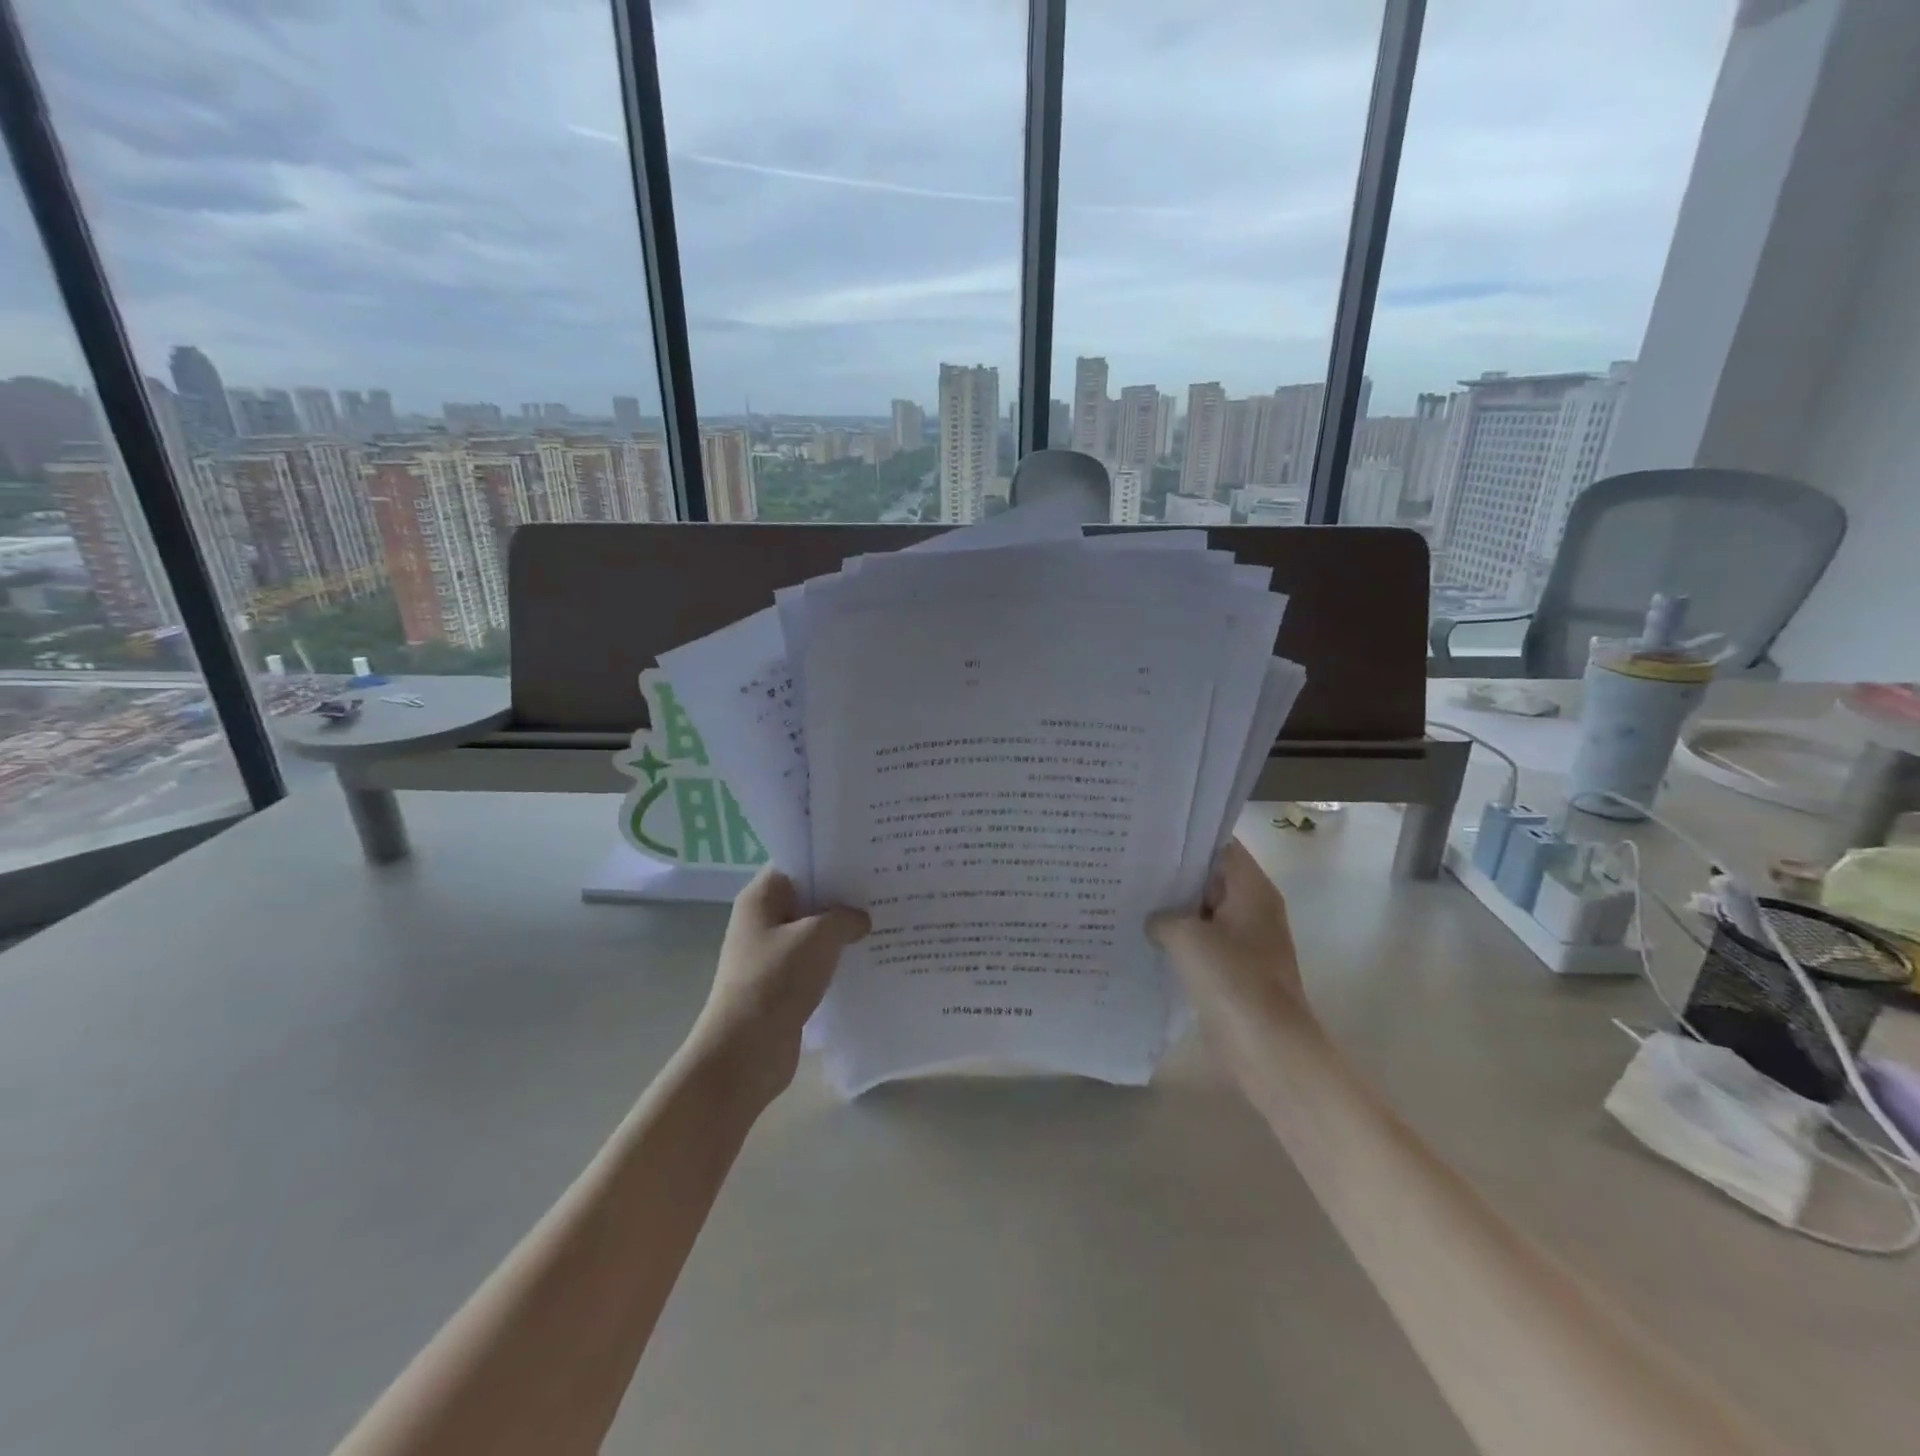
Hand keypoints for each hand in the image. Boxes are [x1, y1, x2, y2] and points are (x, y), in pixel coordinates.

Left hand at [689, 867, 869, 1105]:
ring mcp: (773, 954)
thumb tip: (861, 919)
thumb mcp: (818, 937)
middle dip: (844, 893)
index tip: (868, 856)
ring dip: (844, 929)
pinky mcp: (784, 984)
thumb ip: (845, 917)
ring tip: (886, 919)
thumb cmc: (776, 980)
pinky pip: (817, 960)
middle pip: (810, 895)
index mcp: (761, 897)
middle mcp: (764, 920)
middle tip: (886, 886)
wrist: (745, 1053)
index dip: (832, 856)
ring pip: (815, 930)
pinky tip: (870, 956)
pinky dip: (838, 958)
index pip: (799, 861)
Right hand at [1148, 838, 1315, 1070]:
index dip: (1186, 839)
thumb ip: (1163, 916)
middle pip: (1209, 878)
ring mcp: (1245, 942)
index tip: (1149, 837)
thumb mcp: (1186, 936)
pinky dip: (1178, 941)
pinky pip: (1202, 944)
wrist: (1268, 1049)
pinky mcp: (1234, 971)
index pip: (1220, 846)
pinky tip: (1144, 940)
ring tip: (1129, 899)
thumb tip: (1155, 920)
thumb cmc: (1233, 981)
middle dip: (1172, 874)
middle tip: (1129, 866)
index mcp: (1252, 890)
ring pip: (1202, 913)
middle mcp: (1252, 909)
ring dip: (1172, 910)